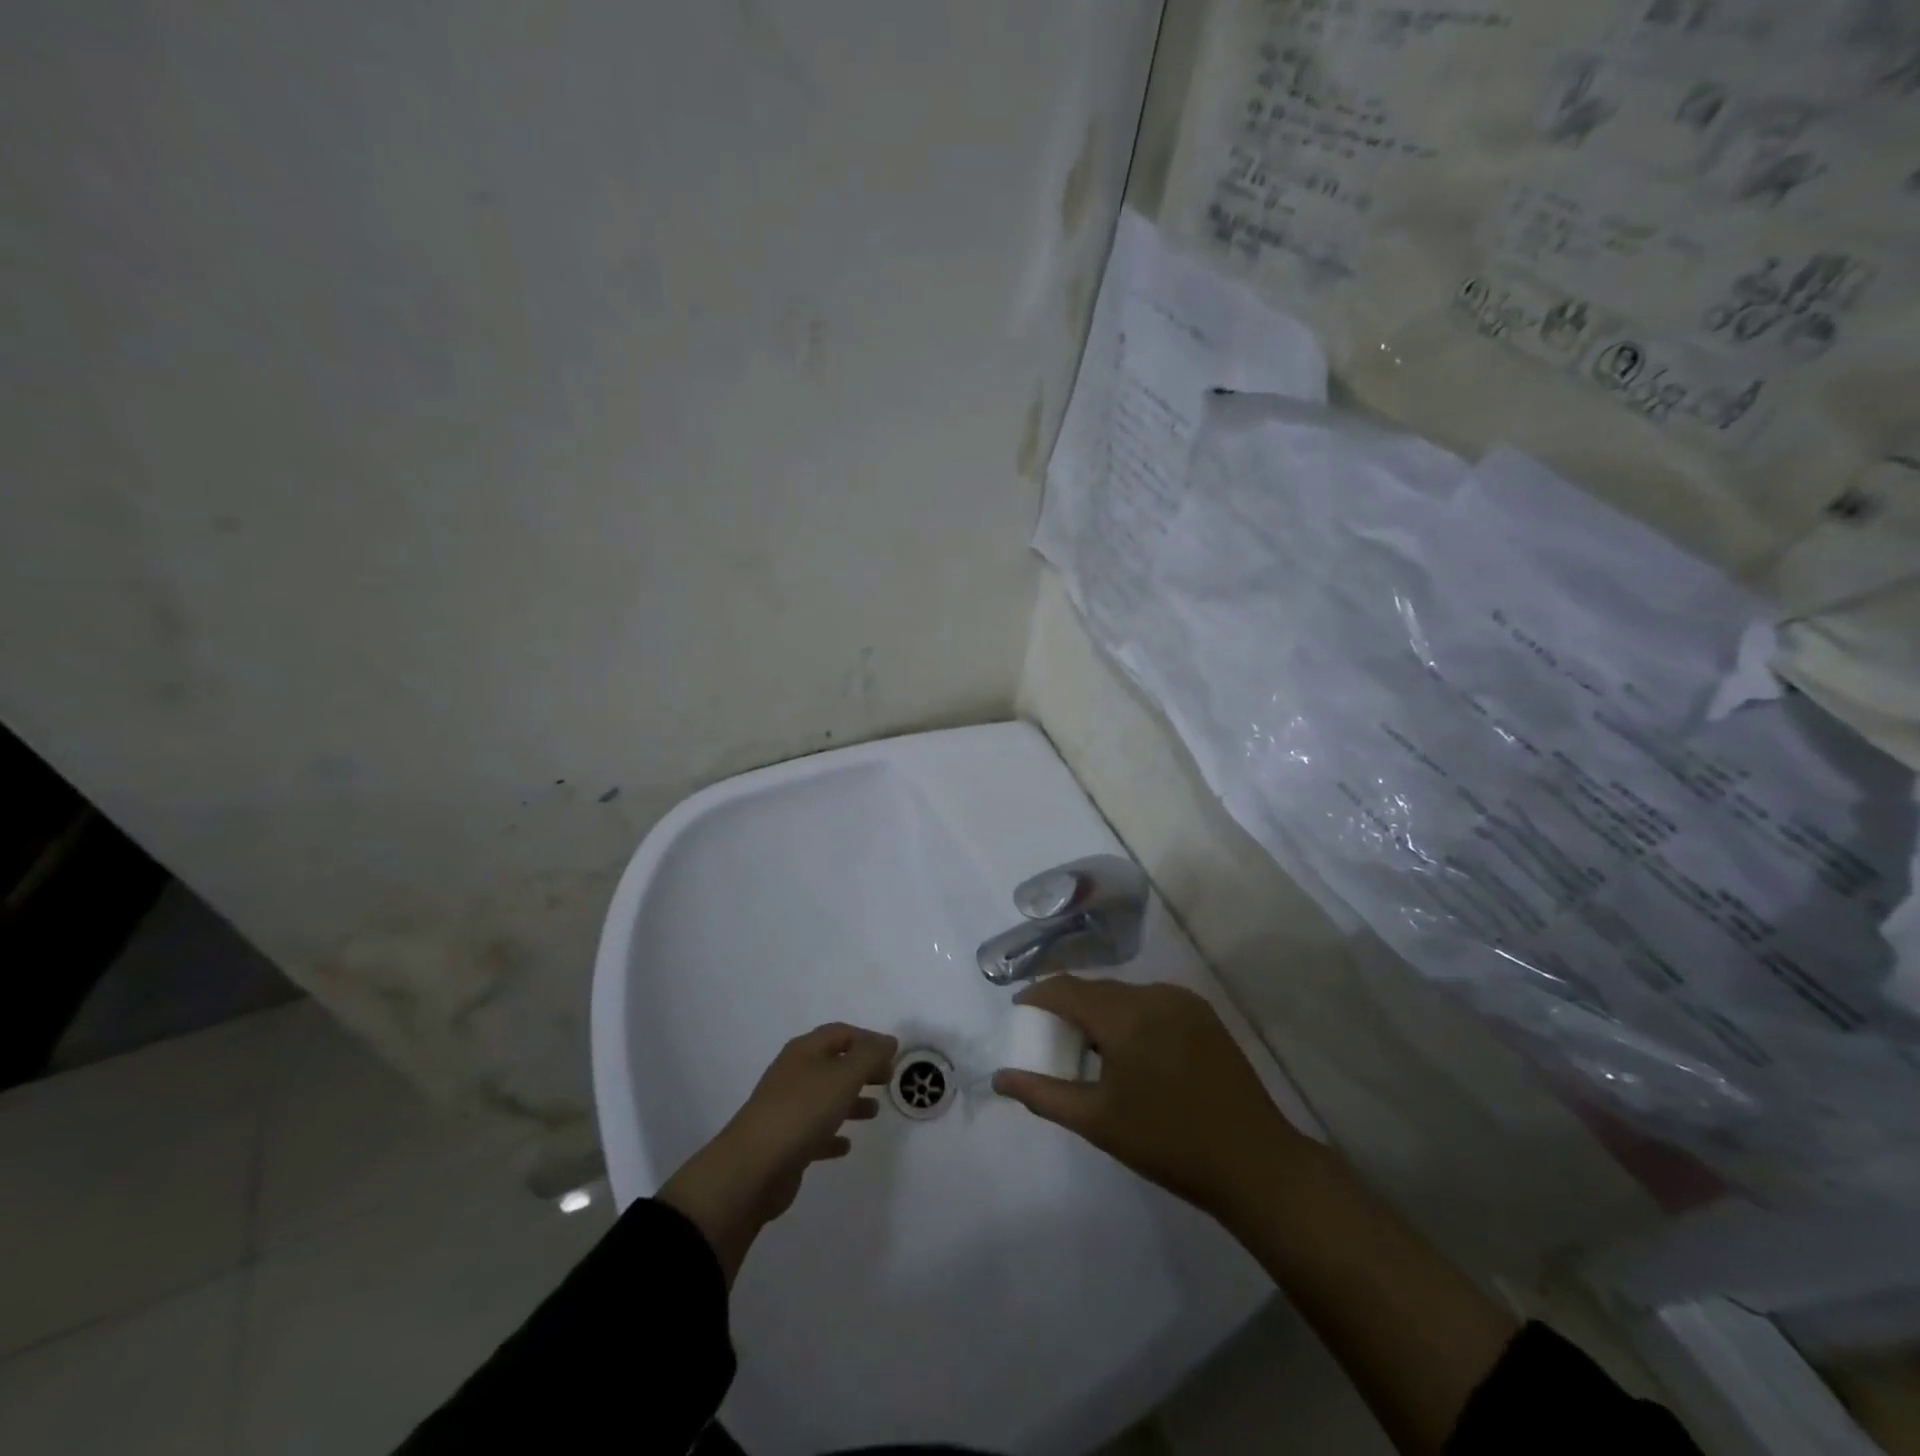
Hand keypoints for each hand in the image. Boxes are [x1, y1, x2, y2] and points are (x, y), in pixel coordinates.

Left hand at [659, 1022, 897, 1284]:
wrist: (753, 1168)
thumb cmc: (802, 1111)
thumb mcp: (843, 1076)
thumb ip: (869, 1056)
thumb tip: (888, 1041)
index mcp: (805, 1051)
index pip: (840, 1032)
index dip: (867, 1039)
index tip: (892, 1054)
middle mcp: (794, 1073)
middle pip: (834, 1063)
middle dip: (862, 1069)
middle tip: (887, 1079)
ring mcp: (787, 1108)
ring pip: (825, 1097)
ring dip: (851, 1101)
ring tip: (874, 1112)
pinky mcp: (785, 1141)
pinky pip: (815, 1131)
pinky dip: (832, 1133)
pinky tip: (846, 1145)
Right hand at [992, 977, 1310, 1222]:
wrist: (1254, 1163)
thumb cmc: (1167, 1144)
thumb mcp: (1097, 1121)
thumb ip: (1043, 1094)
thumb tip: (1000, 1078)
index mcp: (1125, 1015)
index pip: (1066, 989)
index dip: (1037, 997)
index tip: (1019, 1014)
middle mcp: (1153, 994)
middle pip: (1096, 990)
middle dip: (1068, 1007)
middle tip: (1051, 1039)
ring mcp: (1182, 1001)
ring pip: (1124, 995)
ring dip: (1100, 1013)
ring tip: (1090, 1049)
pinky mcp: (1203, 1013)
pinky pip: (1151, 1003)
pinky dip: (1130, 1017)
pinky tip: (1130, 1051)